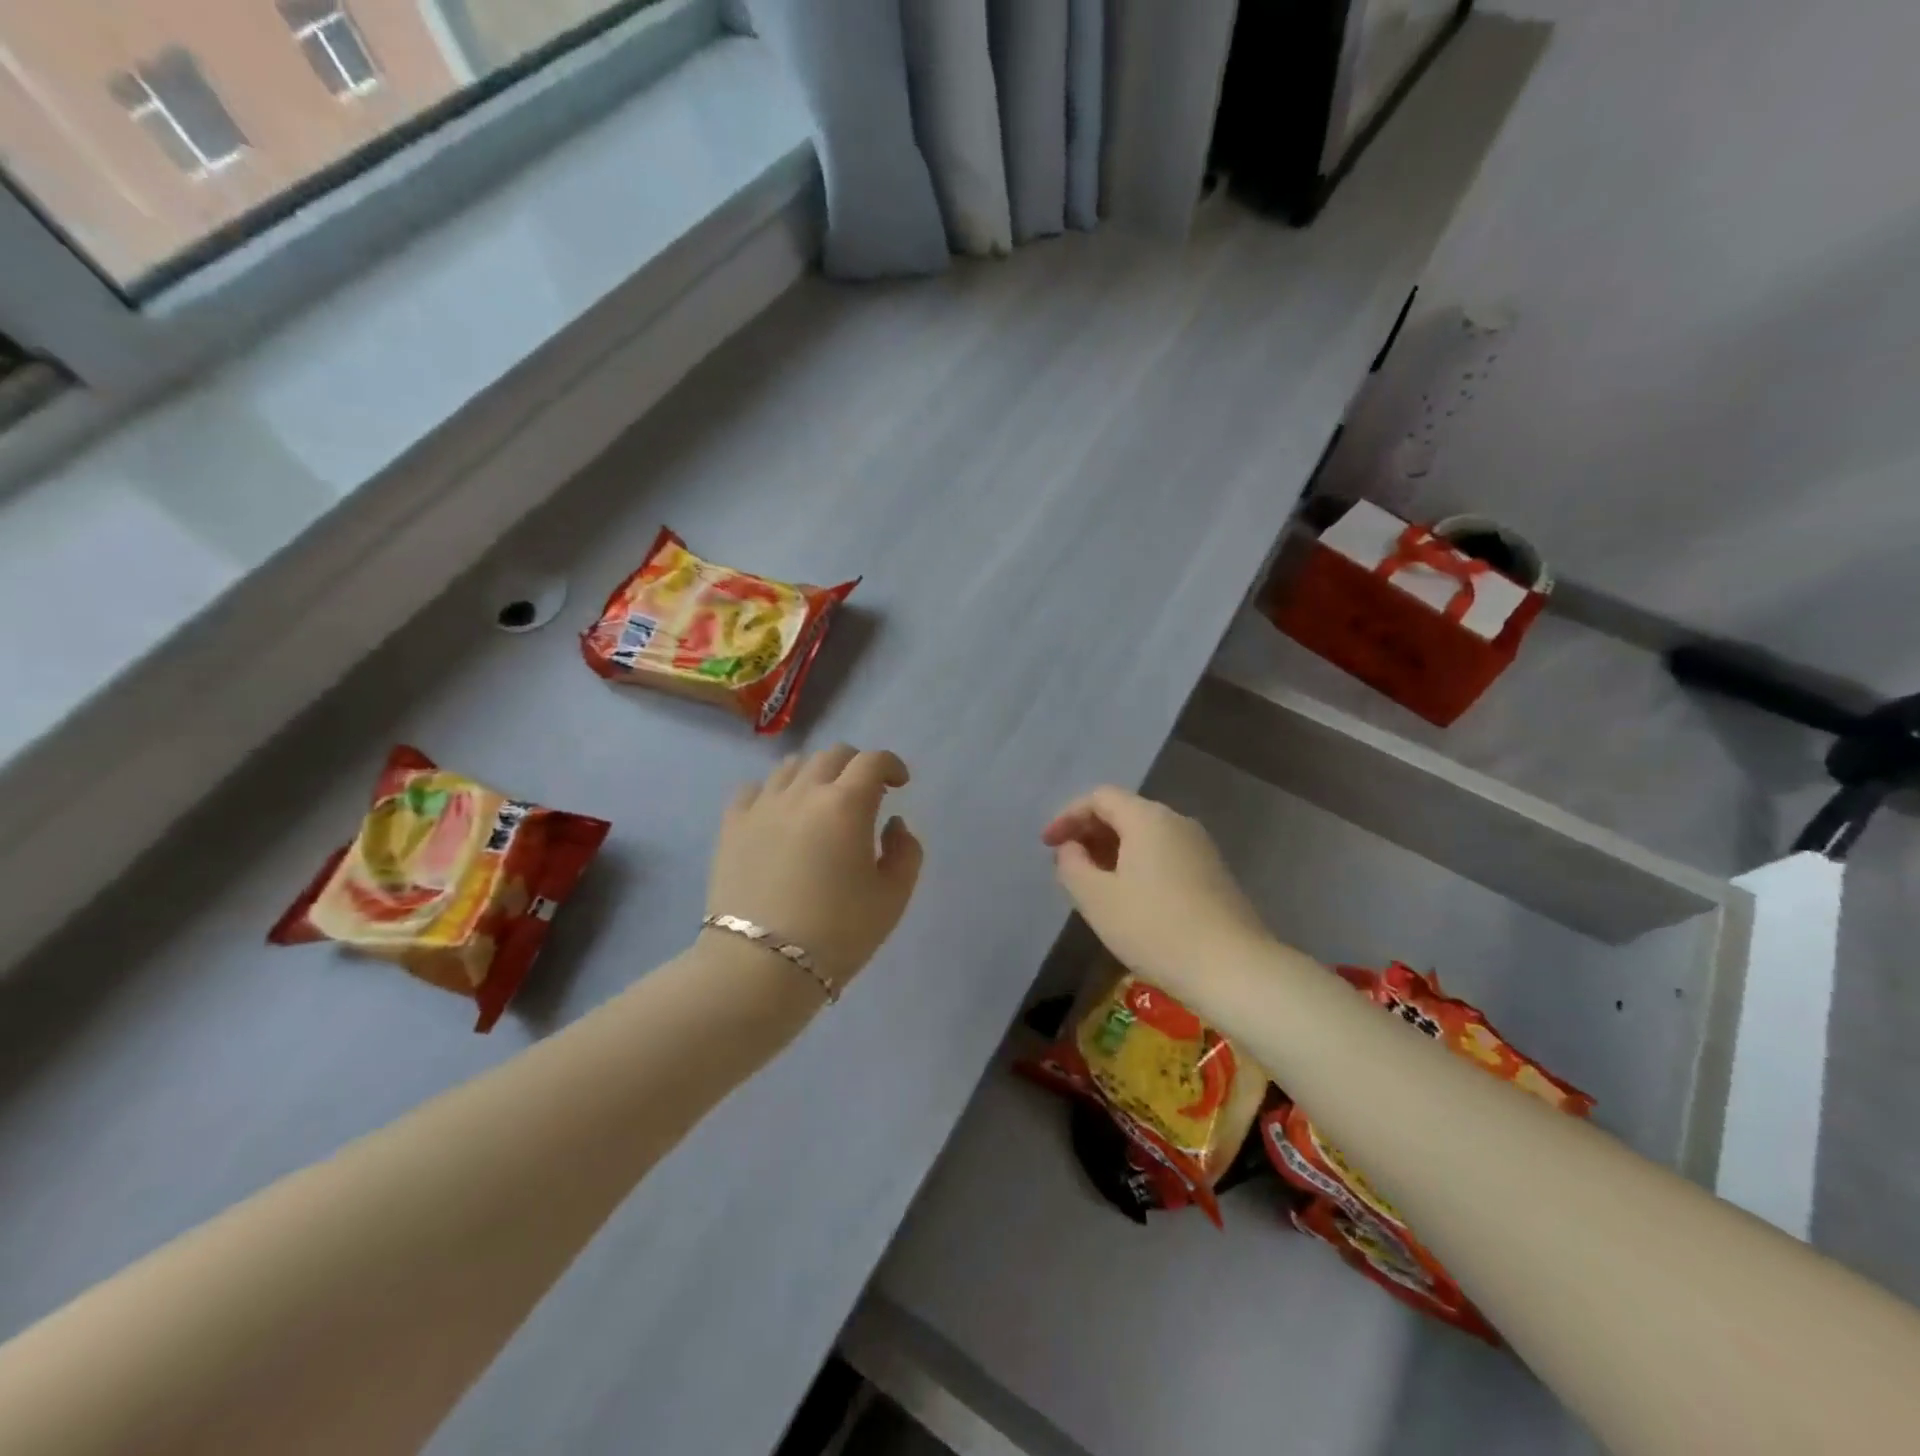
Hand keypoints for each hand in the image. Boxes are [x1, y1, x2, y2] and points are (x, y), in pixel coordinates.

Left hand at [709, 745, 923, 994]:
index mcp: (846, 804)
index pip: (873, 761)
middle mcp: (803, 792)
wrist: (759, 968)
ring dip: (816, 774)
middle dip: (856, 766)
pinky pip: (754, 789)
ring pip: (792, 766)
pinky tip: (779, 815)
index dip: (891, 765)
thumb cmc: (837, 934)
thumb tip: (893, 824)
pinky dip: (774, 792)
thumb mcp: (892, 898)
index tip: (899, 784)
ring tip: (821, 803)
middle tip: (865, 794)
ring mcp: (762, 806)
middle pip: (833, 755)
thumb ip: (906, 852)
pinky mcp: (731, 826)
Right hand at [1042, 786, 1270, 998]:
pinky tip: (1128, 897)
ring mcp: (1200, 847)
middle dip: (1089, 832)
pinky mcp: (1213, 873)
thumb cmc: (1155, 929)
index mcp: (1148, 818)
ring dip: (1112, 850)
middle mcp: (1177, 822)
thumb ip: (1072, 866)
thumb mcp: (1097, 899)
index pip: (1100, 798)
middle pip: (1124, 811)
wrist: (1233, 969)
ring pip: (1145, 834)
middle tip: (1066, 863)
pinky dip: (1137, 863)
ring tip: (1092, 882)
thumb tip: (1071, 848)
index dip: (1068, 816)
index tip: (1047, 845)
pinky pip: (1164, 854)